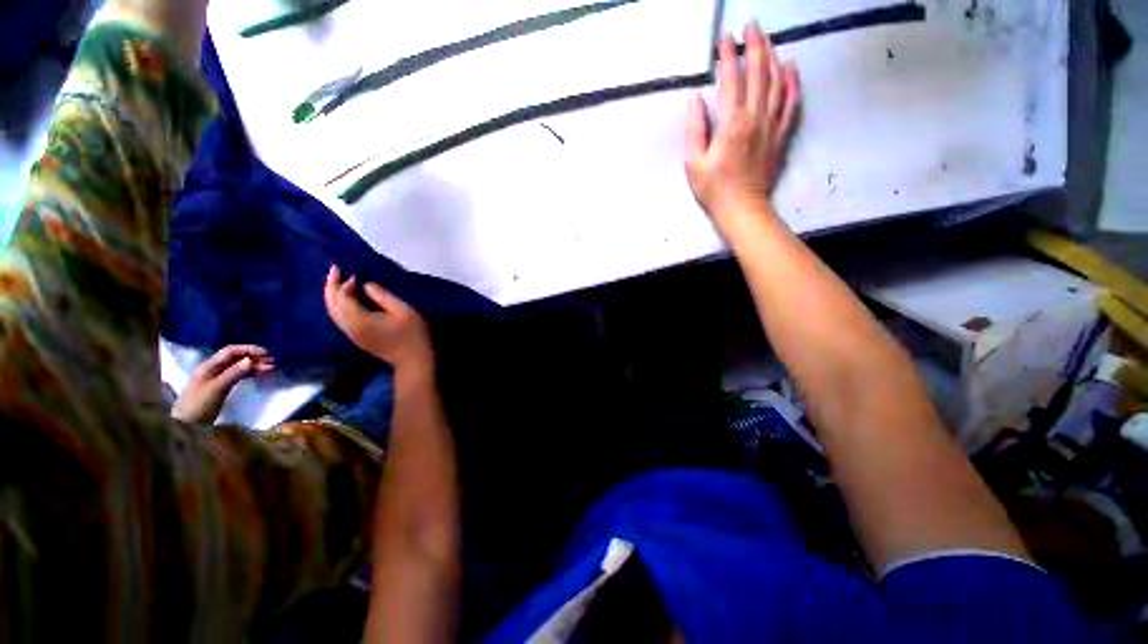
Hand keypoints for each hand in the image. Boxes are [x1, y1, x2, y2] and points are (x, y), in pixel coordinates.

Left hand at [171, 345, 273, 423]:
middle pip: (235, 358)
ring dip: (254, 366)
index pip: (231, 351)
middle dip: (254, 358)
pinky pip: (238, 375)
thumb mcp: (217, 389)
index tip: (266, 354)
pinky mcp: (221, 387)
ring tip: (270, 369)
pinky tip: (258, 375)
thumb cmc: (199, 405)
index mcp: (209, 366)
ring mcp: (216, 378)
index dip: (248, 349)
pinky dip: (249, 373)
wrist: (186, 425)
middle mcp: (213, 369)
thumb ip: (233, 374)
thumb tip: (251, 360)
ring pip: (238, 366)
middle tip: (272, 362)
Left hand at [324, 265, 432, 372]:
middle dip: (331, 287)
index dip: (341, 283)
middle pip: (331, 305)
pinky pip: (341, 318)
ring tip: (340, 282)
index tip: (348, 270)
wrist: (413, 359)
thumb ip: (382, 295)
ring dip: (334, 296)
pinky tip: (349, 299)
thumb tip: (366, 285)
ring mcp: (352, 334)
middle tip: (335, 270)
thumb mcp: (402, 310)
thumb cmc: (412, 333)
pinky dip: (340, 305)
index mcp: (358, 320)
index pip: (341, 298)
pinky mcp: (357, 338)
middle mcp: (349, 327)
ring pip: (334, 312)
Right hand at [685, 23, 800, 229]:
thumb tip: (696, 99)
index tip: (726, 37)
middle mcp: (756, 117)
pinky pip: (791, 102)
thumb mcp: (693, 163)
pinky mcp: (781, 134)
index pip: (731, 79)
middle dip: (755, 45)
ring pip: (777, 82)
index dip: (728, 55)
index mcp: (732, 123)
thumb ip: (694, 129)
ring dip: (773, 56)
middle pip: (759, 72)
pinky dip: (792, 82)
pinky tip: (791, 67)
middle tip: (752, 24)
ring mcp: (772, 124)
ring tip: (768, 39)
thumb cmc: (713, 188)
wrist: (742, 208)